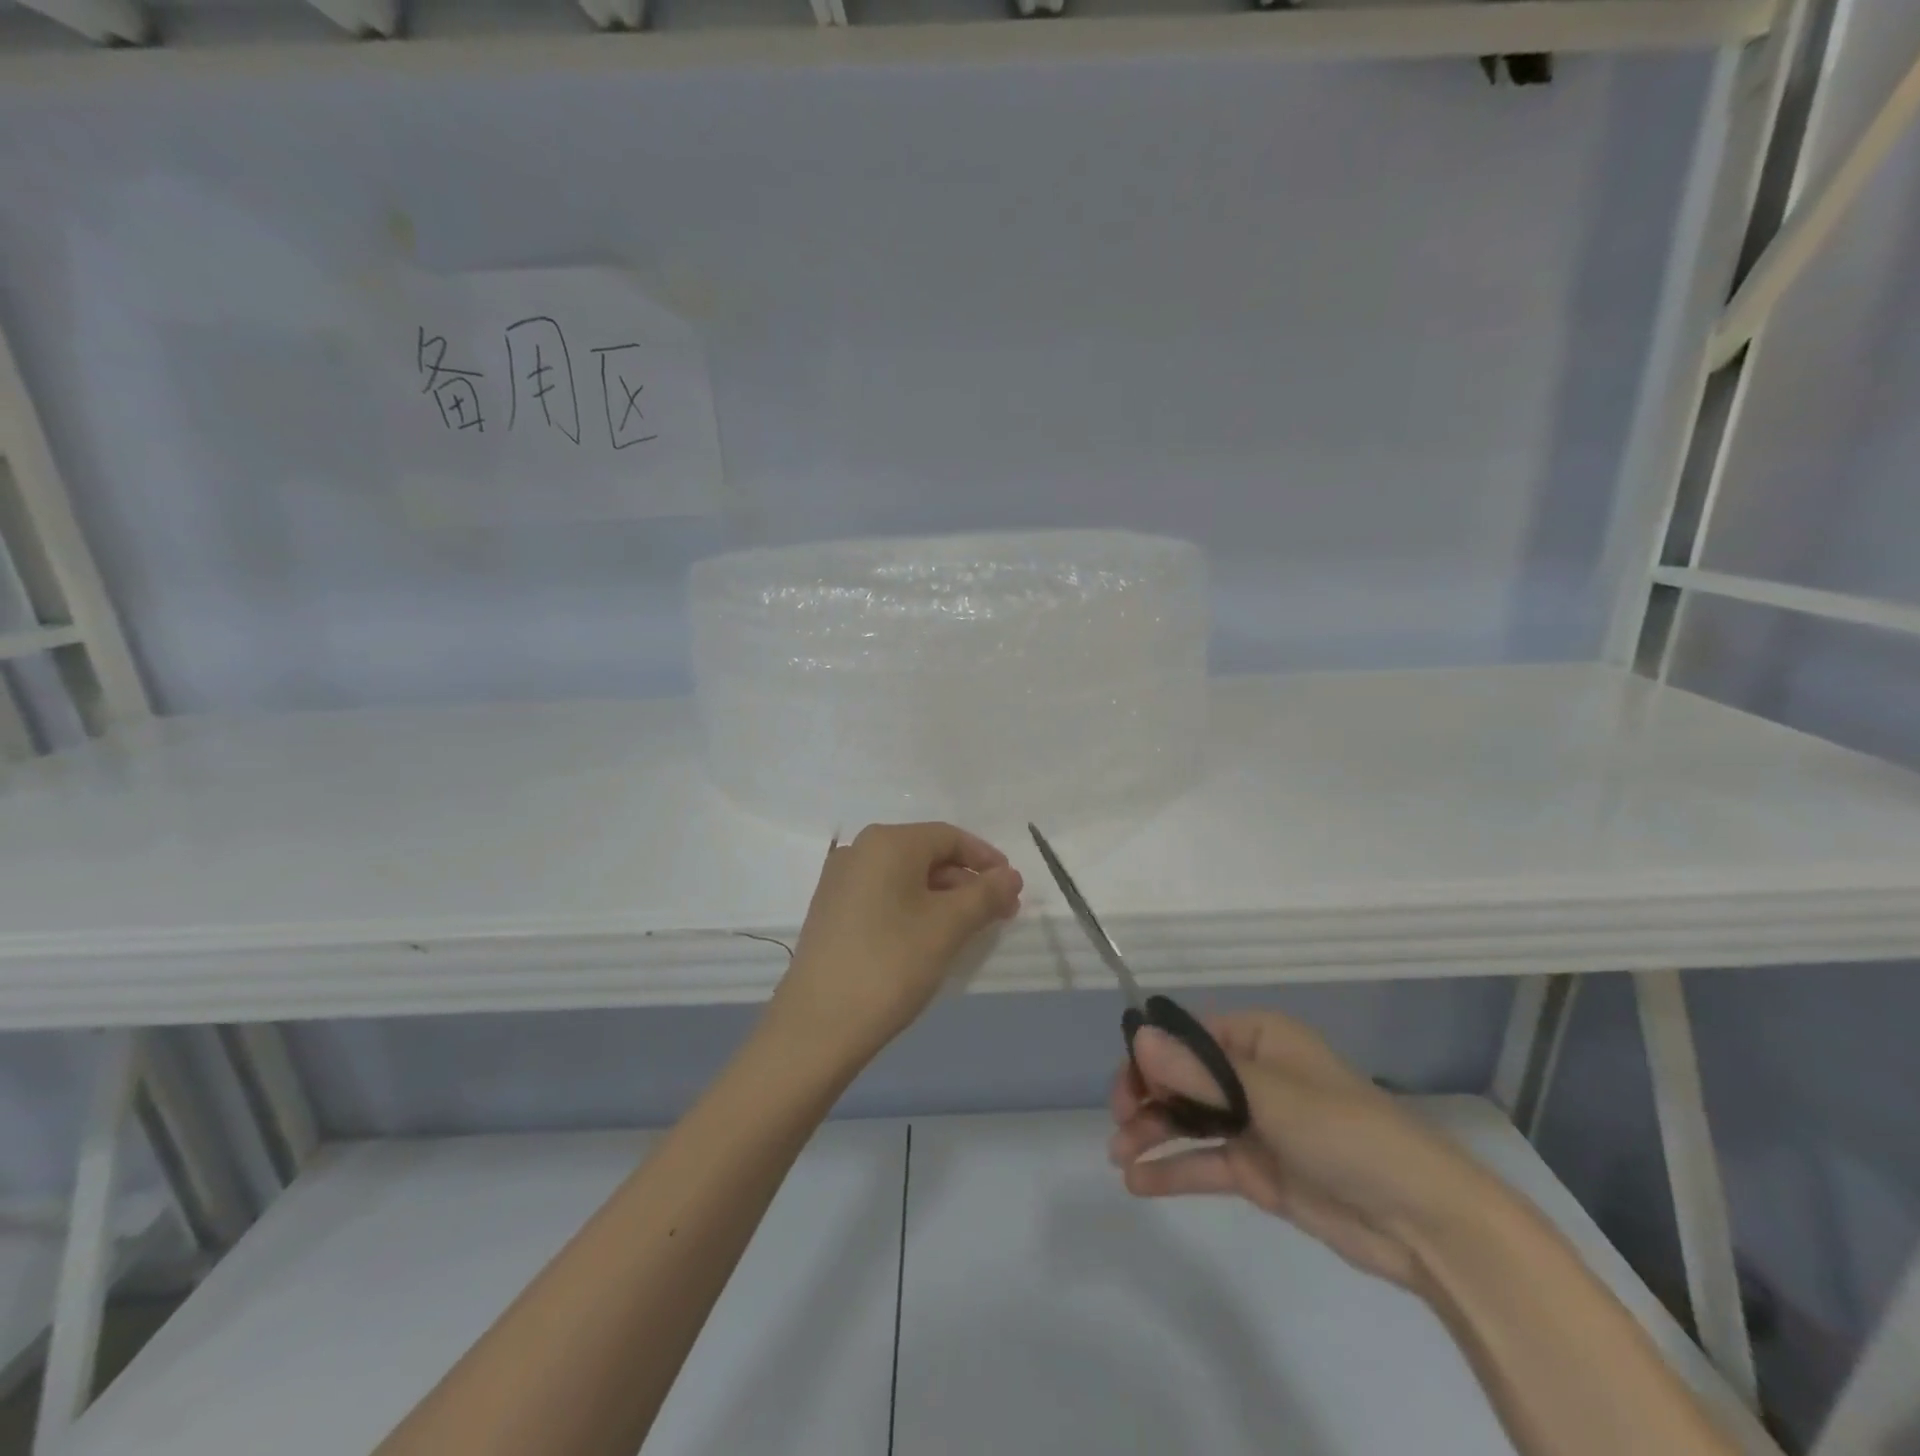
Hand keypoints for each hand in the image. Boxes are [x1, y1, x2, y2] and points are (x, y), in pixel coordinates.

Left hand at [768, 822, 1022, 1066]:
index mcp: (887, 842)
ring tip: (970, 929)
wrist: (817, 1026)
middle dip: (967, 882)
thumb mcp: (948, 927)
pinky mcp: (831, 911)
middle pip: (926, 855)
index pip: (949, 837)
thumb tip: (1011, 876)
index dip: (986, 860)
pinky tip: (930, 938)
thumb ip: (985, 894)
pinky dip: (914, 908)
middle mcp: (859, 850)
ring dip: (943, 898)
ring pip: (905, 878)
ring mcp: (840, 881)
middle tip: (999, 913)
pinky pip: (883, 896)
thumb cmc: (891, 964)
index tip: (1013, 889)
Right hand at [1109, 1011, 1497, 1292]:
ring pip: (1187, 1119)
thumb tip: (1138, 1037)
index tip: (1128, 1084)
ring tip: (1119, 1156)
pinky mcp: (1257, 1170)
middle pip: (1181, 1076)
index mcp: (1257, 1038)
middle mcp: (1250, 1074)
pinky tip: (1138, 1181)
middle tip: (1118, 1121)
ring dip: (1151, 1132)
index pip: (1188, 1036)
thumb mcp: (1267, 1095)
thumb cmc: (1343, 1131)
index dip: (1152, 1054)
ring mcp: (1253, 1123)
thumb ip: (1198, 1072)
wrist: (1419, 1219)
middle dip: (1145, 1095)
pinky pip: (1204, 1161)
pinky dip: (1171, 1169)